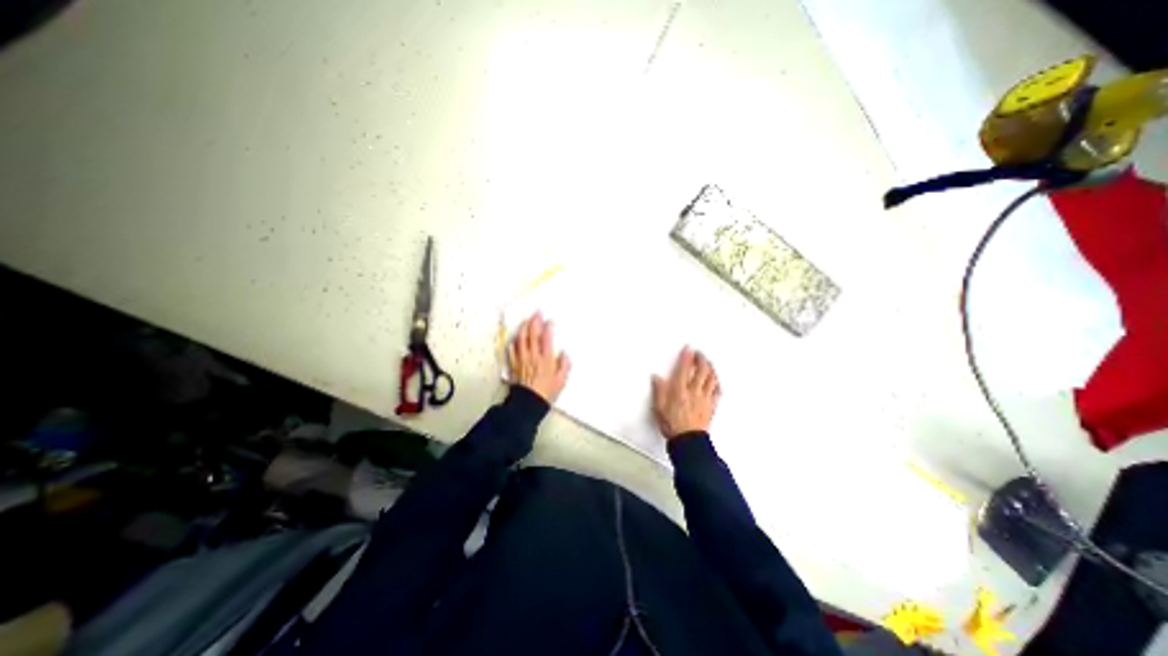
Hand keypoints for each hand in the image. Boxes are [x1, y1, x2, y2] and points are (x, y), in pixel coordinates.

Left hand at [506, 312, 570, 400]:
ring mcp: (522, 359)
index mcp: (546, 359)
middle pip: (532, 335)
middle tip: (536, 313)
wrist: (528, 402)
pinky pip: (513, 349)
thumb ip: (564, 365)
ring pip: (521, 339)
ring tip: (526, 320)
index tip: (550, 321)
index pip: (546, 338)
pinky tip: (516, 337)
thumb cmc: (546, 391)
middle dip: (535, 322)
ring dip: (524, 328)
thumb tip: (565, 354)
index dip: (548, 327)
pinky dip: (515, 341)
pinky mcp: (515, 364)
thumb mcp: (561, 380)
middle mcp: (533, 356)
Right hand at [648, 348, 722, 439]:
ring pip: (711, 379)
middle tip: (700, 354)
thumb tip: (657, 378)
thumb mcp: (659, 407)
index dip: (687, 356)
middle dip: (701, 359)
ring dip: (710, 368)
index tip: (688, 349)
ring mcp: (704, 398)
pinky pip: (717, 391)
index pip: (684, 368)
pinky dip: (717, 383)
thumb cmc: (673, 425)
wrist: (688, 441)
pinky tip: (716, 381)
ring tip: (709, 363)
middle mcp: (694, 391)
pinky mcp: (711, 406)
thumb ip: (659, 391)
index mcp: (680, 390)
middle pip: (701, 370)